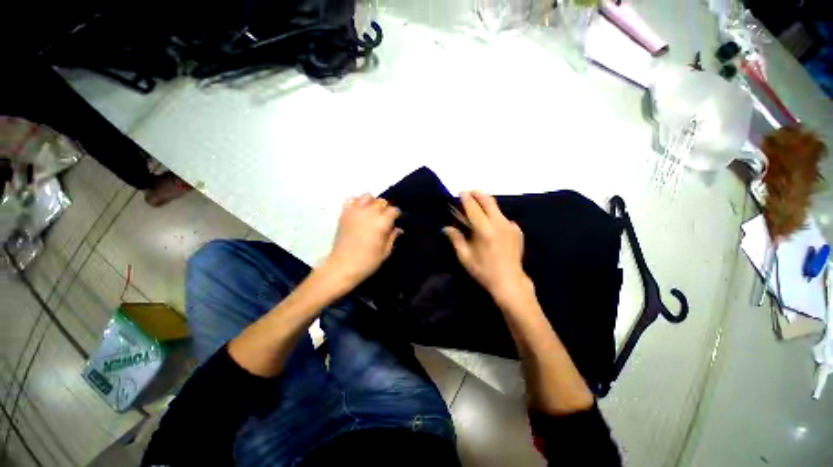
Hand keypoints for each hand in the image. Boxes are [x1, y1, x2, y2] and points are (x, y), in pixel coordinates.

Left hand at [323, 194, 401, 288]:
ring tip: (372, 212)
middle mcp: (369, 213)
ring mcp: (355, 212)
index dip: (396, 215)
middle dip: (386, 208)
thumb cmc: (367, 262)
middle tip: (385, 218)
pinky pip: (351, 200)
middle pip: (381, 202)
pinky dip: (357, 201)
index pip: (393, 210)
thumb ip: (392, 237)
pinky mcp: (344, 214)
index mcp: (382, 223)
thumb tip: (398, 229)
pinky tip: (359, 210)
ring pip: (367, 197)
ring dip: (372, 202)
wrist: (342, 266)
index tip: (396, 220)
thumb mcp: (385, 252)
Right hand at [445, 191, 531, 306]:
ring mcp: (510, 226)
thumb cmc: (484, 271)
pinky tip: (491, 225)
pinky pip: (503, 218)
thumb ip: (456, 239)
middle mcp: (499, 224)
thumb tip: (446, 228)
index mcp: (484, 230)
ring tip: (478, 208)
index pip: (474, 208)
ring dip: (486, 204)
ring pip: (497, 208)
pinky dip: (495, 216)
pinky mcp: (517, 230)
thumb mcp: (465, 257)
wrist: (510, 281)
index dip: (466, 198)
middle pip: (488, 201)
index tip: (461, 192)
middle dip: (478, 194)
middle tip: (470, 193)